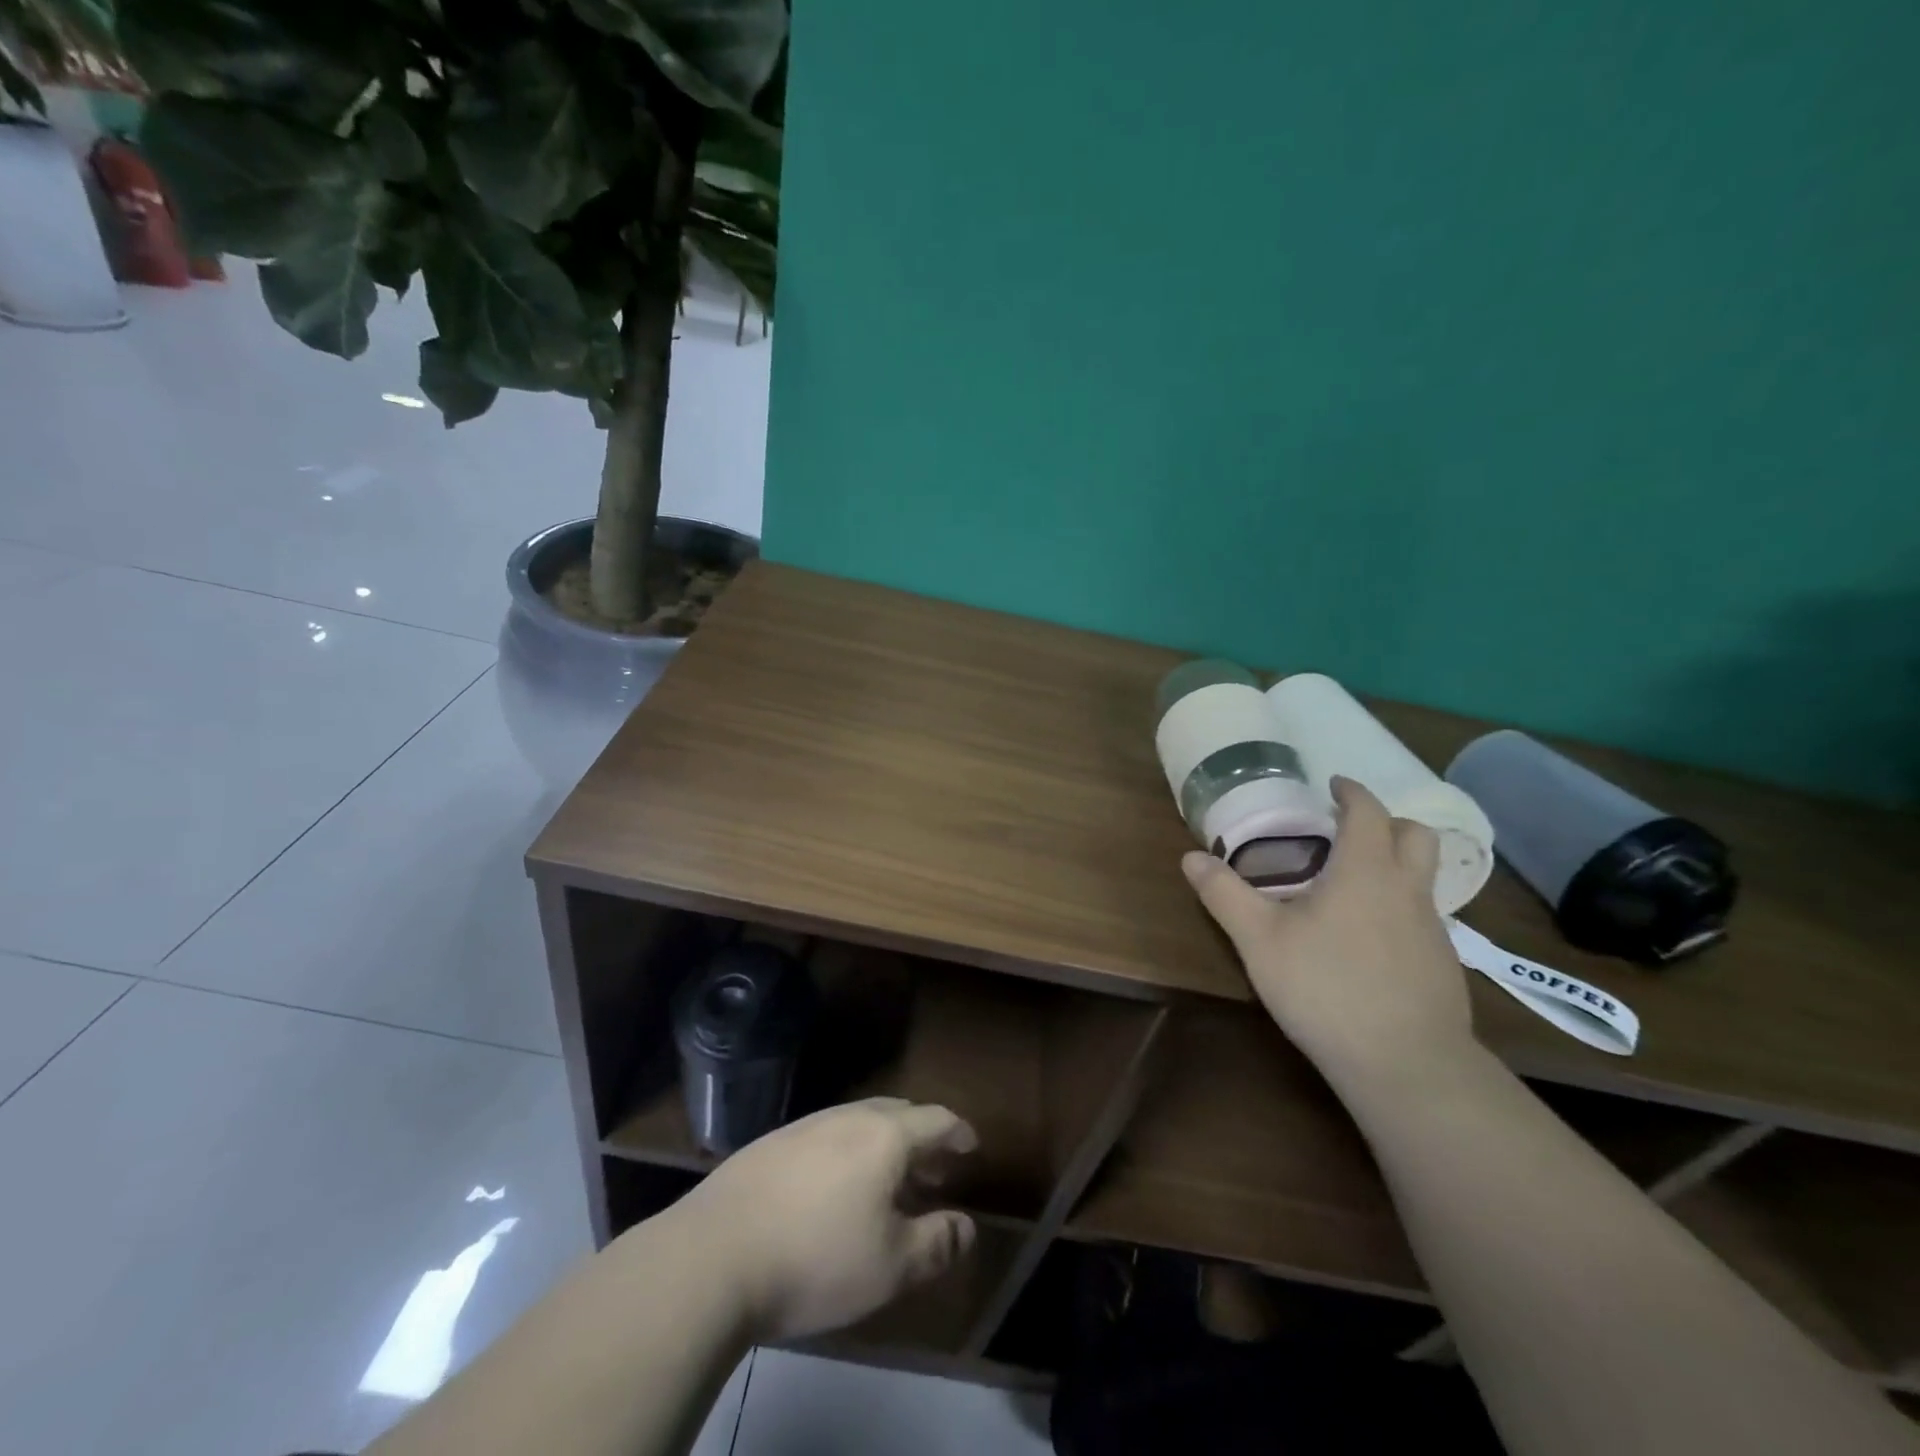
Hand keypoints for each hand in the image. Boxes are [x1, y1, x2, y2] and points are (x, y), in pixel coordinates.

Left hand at [669, 1097, 978, 1342]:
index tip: (971, 1147)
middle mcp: (848, 1117)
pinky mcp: (770, 1144)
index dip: (958, 1132)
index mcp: (885, 1136)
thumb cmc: (816, 1259)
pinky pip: (826, 1136)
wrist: (712, 1255)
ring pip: (858, 1123)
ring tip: (887, 1183)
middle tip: (933, 1171)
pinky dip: (847, 1153)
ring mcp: (805, 1126)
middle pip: (897, 1114)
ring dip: (883, 1146)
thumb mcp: (891, 1267)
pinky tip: (834, 1189)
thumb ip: (937, 1243)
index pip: (935, 1119)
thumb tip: (967, 1226)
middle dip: (921, 1139)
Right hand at [1181, 776, 1479, 1100]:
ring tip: (1353, 883)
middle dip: (1387, 821)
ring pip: (1424, 876)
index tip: (1334, 784)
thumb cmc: (1326, 988)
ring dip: (1396, 863)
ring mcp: (1433, 929)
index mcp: (1366, 870)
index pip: (1369, 811)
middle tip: (1350, 829)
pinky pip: (1423, 915)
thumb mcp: (1259, 940)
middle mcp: (1407, 890)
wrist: (1406, 1066)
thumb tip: (1191, 856)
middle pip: (1416, 835)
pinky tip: (1368, 938)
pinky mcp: (1442, 965)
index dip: (1352, 792)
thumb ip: (1224, 894)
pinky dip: (1399, 905)